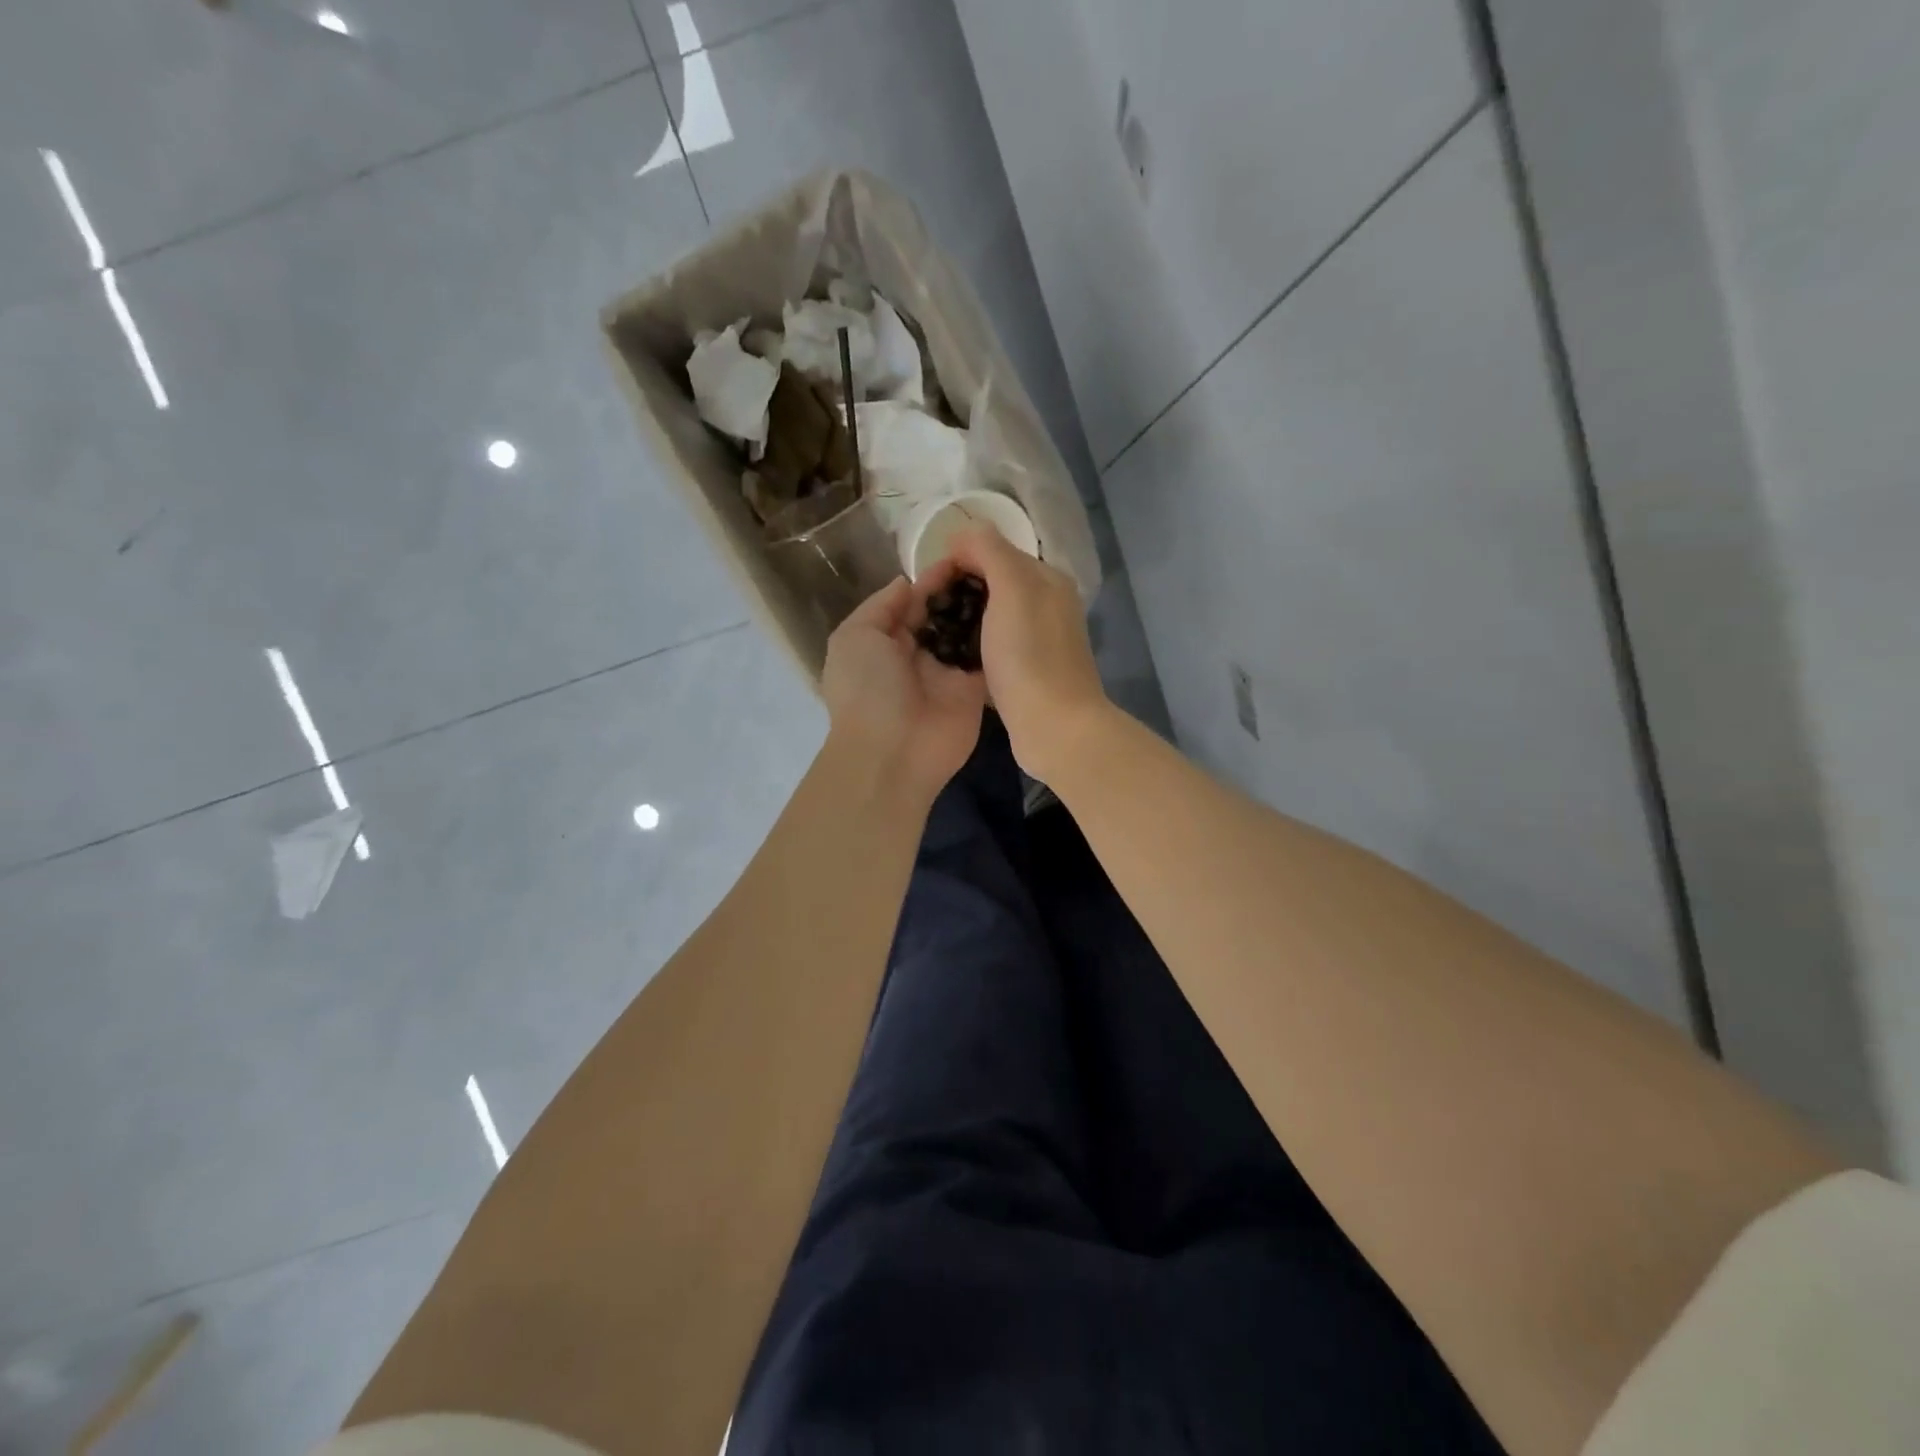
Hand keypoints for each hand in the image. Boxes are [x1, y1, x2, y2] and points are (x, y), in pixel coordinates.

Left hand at [820, 574, 987, 800]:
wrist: (893, 753)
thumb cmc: (867, 689)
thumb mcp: (855, 637)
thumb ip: (882, 606)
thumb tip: (907, 583)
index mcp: (885, 640)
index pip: (913, 602)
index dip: (933, 579)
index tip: (961, 554)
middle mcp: (918, 654)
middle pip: (944, 615)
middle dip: (963, 591)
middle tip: (992, 562)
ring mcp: (948, 673)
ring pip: (968, 634)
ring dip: (984, 610)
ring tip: (1009, 578)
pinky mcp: (973, 691)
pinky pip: (987, 658)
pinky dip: (999, 638)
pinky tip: (1018, 610)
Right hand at [940, 528, 1110, 781]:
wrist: (1054, 727)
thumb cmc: (1029, 655)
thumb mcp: (1011, 588)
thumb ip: (989, 550)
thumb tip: (963, 535)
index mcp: (1046, 578)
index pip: (992, 550)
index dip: (957, 560)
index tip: (928, 586)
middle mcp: (1046, 604)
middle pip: (990, 584)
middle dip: (956, 591)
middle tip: (925, 613)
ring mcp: (1037, 640)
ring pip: (989, 617)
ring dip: (961, 622)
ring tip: (932, 636)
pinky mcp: (1026, 672)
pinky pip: (991, 648)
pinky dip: (971, 649)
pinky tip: (951, 661)